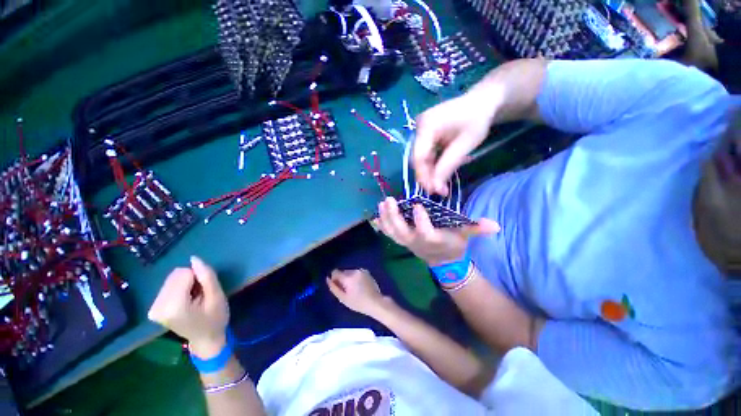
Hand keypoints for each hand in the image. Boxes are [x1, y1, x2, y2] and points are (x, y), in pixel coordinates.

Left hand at [148, 256, 228, 357]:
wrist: (206, 339)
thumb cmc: (215, 318)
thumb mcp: (217, 296)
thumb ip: (207, 277)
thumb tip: (194, 258)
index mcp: (174, 307)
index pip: (183, 274)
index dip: (199, 278)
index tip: (204, 292)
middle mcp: (158, 307)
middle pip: (176, 275)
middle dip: (191, 280)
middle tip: (199, 295)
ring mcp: (153, 309)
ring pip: (171, 279)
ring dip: (185, 284)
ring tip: (193, 299)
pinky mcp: (153, 309)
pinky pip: (167, 286)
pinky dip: (178, 289)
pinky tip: (185, 301)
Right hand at [327, 269, 385, 316]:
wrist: (375, 302)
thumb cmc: (358, 303)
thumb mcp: (343, 298)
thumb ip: (334, 288)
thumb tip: (327, 279)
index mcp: (348, 277)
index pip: (335, 272)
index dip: (334, 279)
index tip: (338, 287)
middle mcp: (354, 271)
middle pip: (343, 271)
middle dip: (342, 279)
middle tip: (346, 290)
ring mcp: (362, 270)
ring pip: (350, 272)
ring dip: (349, 278)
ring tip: (354, 289)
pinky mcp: (367, 272)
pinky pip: (356, 273)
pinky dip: (355, 277)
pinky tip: (360, 286)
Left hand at [374, 197, 499, 265]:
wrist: (441, 259)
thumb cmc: (453, 244)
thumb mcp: (465, 236)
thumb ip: (476, 229)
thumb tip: (496, 225)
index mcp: (433, 239)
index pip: (426, 232)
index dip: (421, 221)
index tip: (418, 205)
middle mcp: (416, 241)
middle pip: (402, 232)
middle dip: (394, 217)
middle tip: (389, 200)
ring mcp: (406, 242)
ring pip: (392, 232)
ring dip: (385, 218)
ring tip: (381, 203)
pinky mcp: (401, 240)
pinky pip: (389, 234)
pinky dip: (381, 225)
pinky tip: (375, 215)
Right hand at [414, 91, 497, 194]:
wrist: (483, 102)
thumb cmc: (477, 120)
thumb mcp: (464, 145)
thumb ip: (448, 166)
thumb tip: (435, 189)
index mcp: (426, 126)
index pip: (419, 157)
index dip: (424, 176)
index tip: (433, 191)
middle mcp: (419, 128)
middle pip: (418, 159)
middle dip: (427, 176)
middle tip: (439, 191)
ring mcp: (421, 132)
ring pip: (422, 159)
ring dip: (431, 173)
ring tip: (442, 185)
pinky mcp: (426, 136)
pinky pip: (427, 154)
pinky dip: (434, 165)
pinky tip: (442, 173)